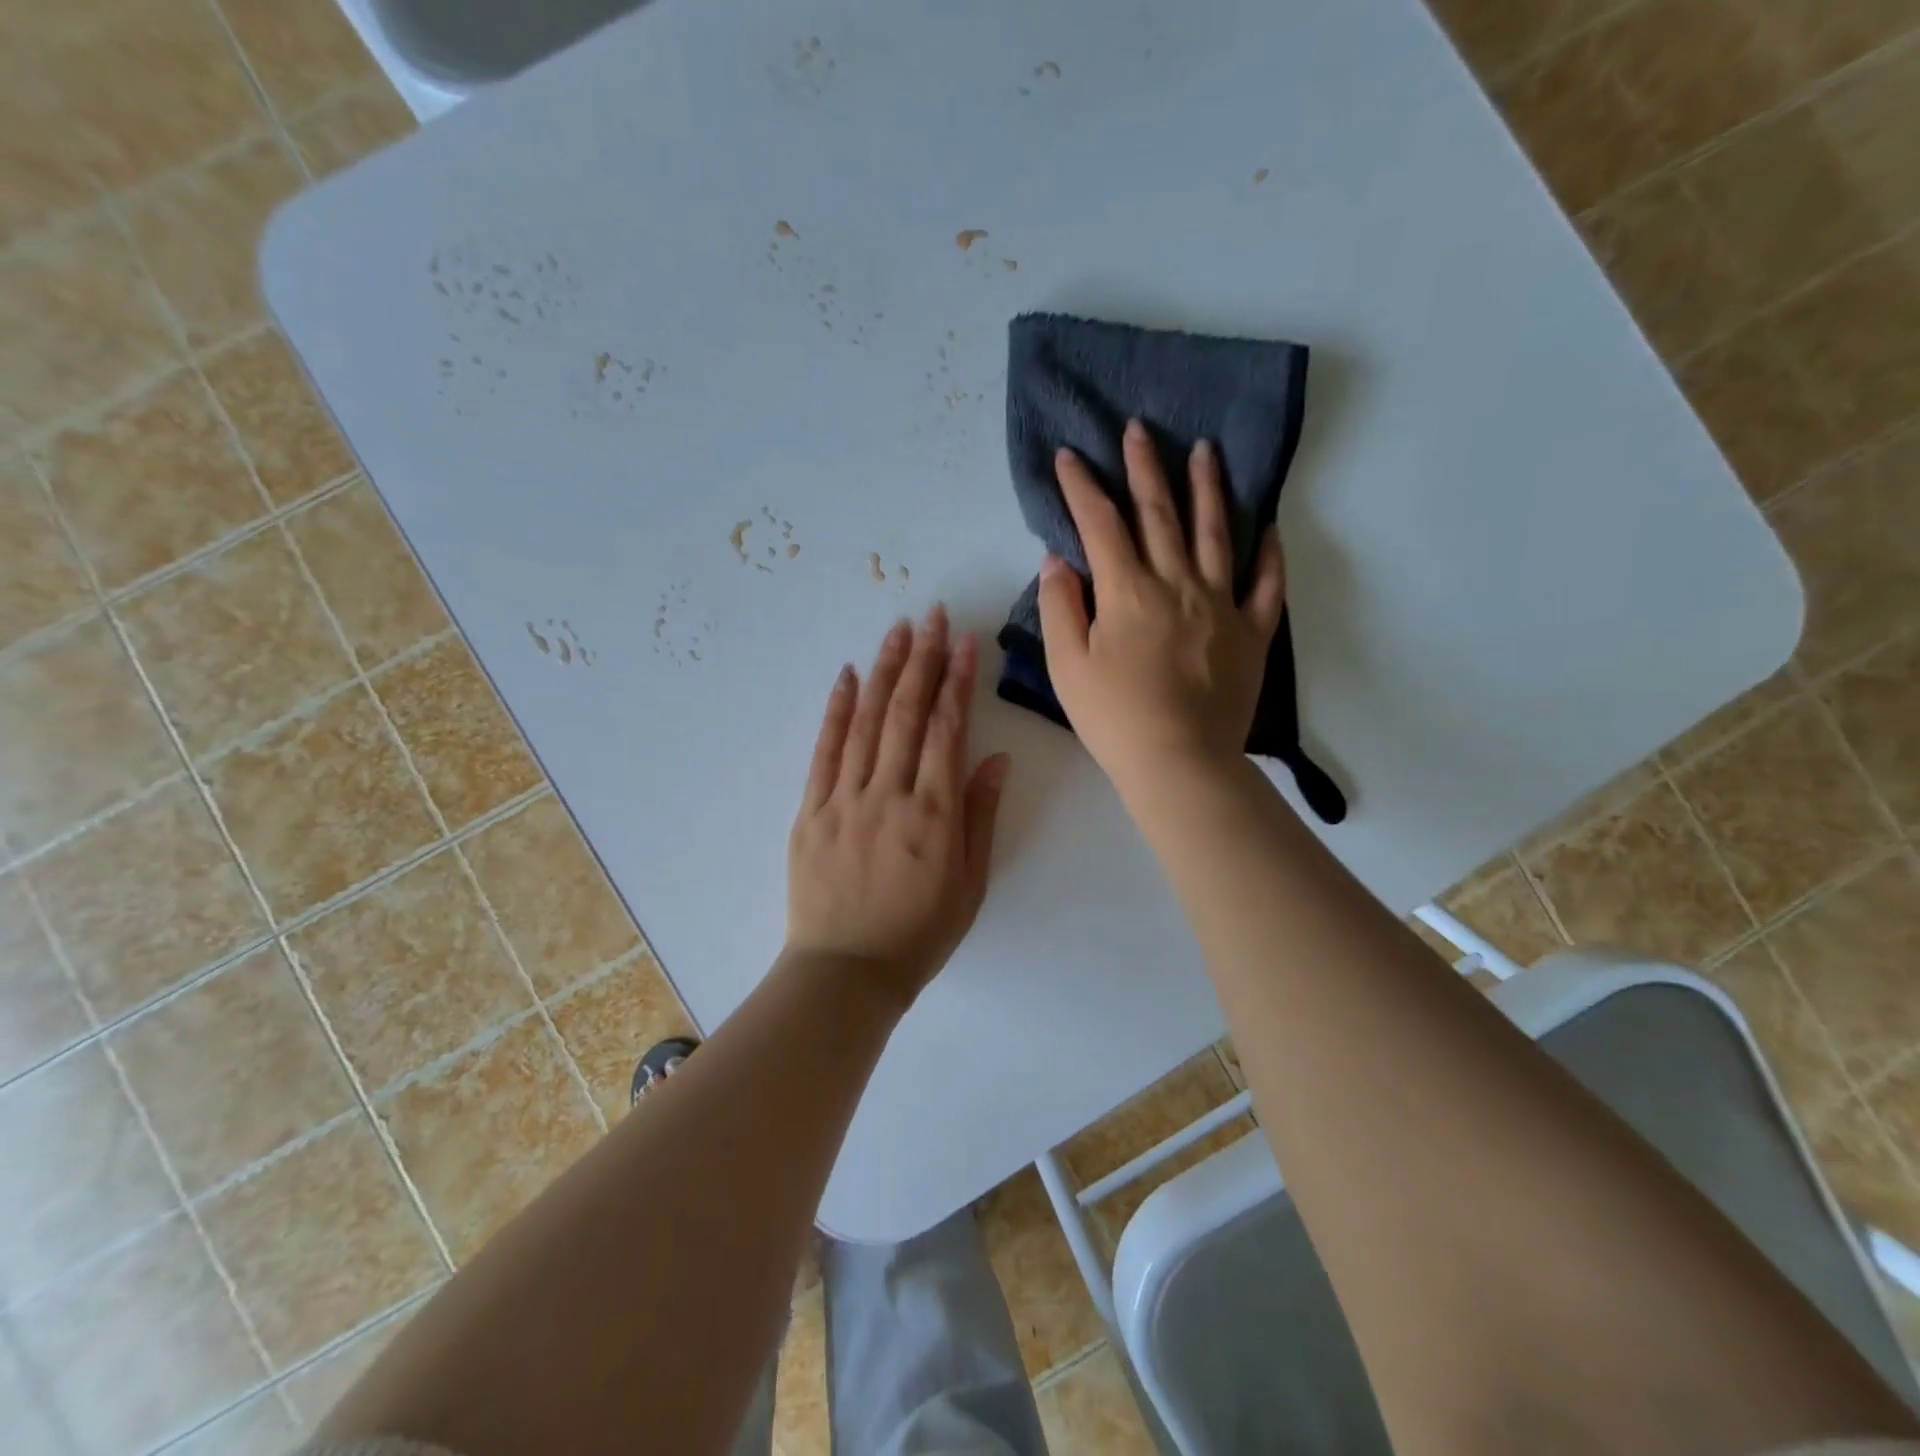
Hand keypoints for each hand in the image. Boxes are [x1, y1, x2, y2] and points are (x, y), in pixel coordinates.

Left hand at [786, 607, 1010, 1007]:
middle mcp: (890, 794)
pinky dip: (837, 710)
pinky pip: (825, 751)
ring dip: (884, 671)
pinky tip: (848, 676)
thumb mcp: (970, 884)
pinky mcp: (811, 810)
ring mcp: (845, 799)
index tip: (964, 643)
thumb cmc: (919, 933)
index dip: (957, 682)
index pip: (947, 731)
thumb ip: (980, 817)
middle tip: (932, 616)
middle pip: (907, 714)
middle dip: (923, 660)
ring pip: (866, 722)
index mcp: (934, 813)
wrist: (846, 973)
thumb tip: (994, 759)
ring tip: (897, 630)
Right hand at [1038, 418, 1285, 792]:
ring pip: (1215, 533)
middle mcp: (1177, 583)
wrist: (1179, 762)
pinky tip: (1268, 527)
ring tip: (1204, 451)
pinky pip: (1265, 584)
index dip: (1082, 487)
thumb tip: (1058, 560)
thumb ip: (1060, 607)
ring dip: (1207, 488)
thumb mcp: (1066, 666)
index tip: (1069, 455)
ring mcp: (1221, 605)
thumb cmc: (1114, 718)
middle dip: (1144, 467)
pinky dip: (1269, 553)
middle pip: (1159, 513)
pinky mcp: (1251, 632)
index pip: (1100, 524)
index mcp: (1128, 591)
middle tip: (1139, 429)